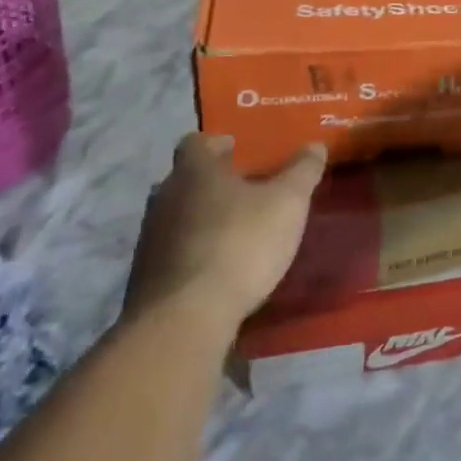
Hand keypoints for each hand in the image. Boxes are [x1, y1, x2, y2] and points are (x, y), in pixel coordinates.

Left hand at [121, 135, 325, 329]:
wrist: (185, 318)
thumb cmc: (240, 244)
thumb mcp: (287, 203)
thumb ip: (302, 171)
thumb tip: (315, 145)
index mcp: (195, 170)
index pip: (196, 142)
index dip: (218, 144)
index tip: (239, 150)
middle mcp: (165, 196)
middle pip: (185, 179)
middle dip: (212, 182)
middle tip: (245, 190)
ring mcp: (150, 238)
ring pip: (177, 216)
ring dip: (201, 219)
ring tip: (235, 231)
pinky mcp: (145, 277)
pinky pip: (172, 252)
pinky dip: (193, 252)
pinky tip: (218, 268)